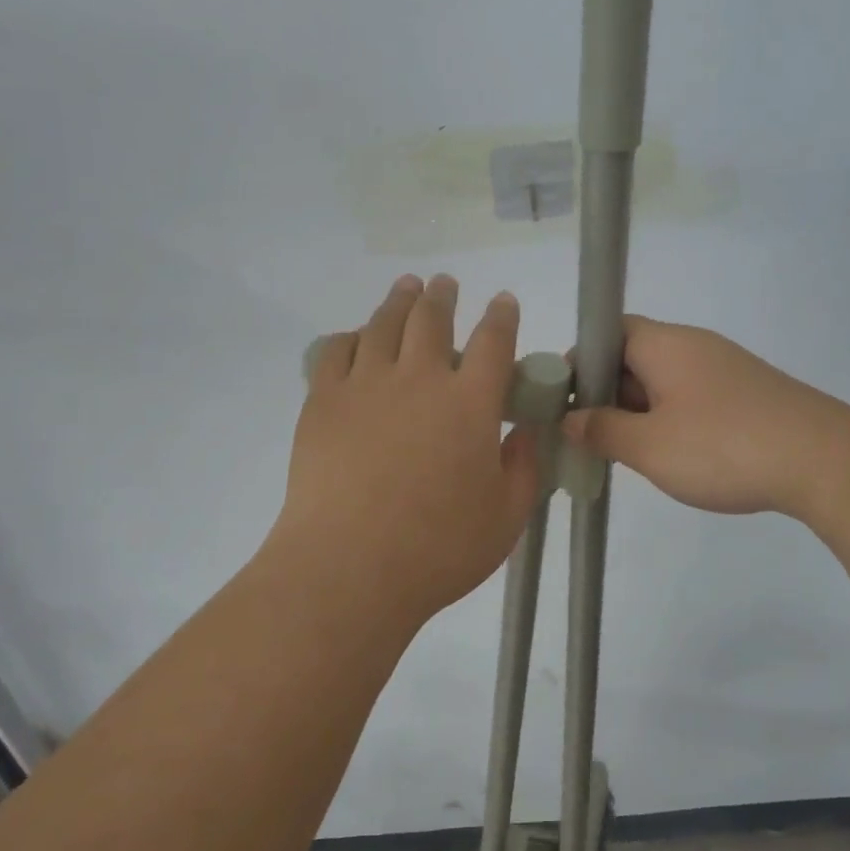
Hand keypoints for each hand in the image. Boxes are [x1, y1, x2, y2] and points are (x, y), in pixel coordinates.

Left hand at [272, 274, 540, 627]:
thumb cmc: (438, 549)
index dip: (502, 316)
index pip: (494, 341)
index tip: (504, 301)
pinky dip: (350, 336)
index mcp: (470, 402)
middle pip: (432, 318)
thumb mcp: (506, 517)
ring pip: (384, 324)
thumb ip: (524, 467)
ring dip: (399, 300)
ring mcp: (367, 384)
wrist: (348, 567)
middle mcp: (420, 378)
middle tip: (444, 283)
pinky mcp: (324, 400)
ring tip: (406, 287)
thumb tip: (525, 431)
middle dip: (443, 295)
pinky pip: (336, 351)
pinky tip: (355, 337)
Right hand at [562, 316, 844, 517]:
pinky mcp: (747, 394)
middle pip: (633, 356)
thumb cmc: (723, 446)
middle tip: (591, 437)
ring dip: (639, 411)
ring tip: (628, 454)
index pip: (606, 332)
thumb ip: (603, 430)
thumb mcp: (650, 446)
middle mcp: (693, 346)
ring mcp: (724, 368)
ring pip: (663, 381)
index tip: (565, 403)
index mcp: (664, 344)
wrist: (825, 461)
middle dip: (607, 394)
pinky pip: (692, 397)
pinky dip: (671, 420)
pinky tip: (674, 456)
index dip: (580, 363)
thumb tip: (572, 419)